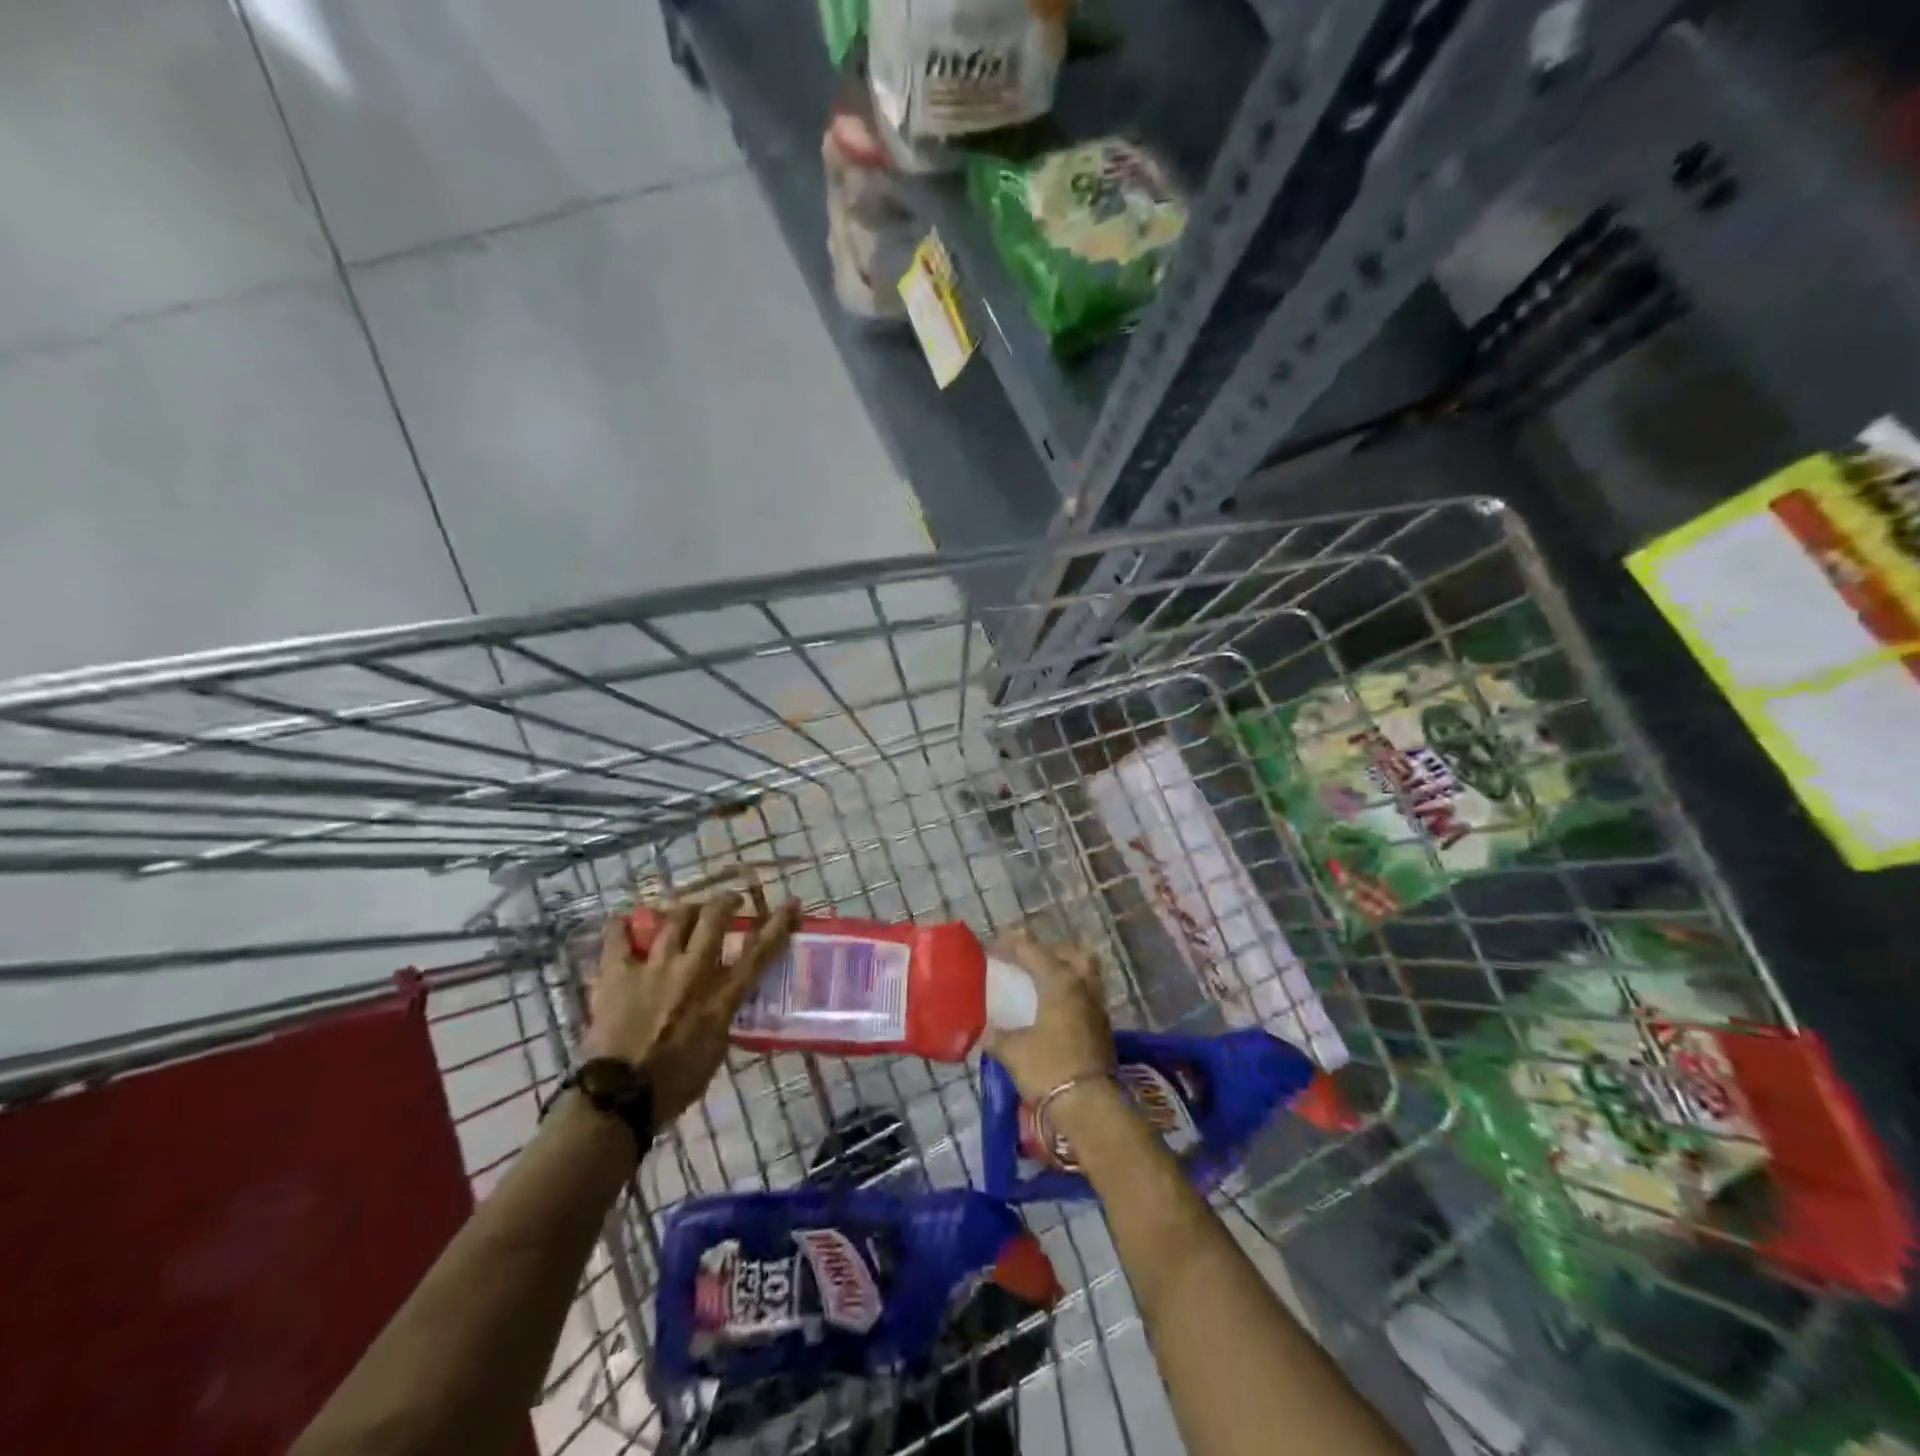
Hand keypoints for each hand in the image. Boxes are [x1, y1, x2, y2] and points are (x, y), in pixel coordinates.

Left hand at [582, 893, 798, 1123]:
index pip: (760, 951)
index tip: (792, 904)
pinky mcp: (618, 973)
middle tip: (730, 901)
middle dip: (726, 902)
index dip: (779, 924)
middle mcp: (693, 971)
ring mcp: (654, 967)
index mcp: (721, 996)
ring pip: (675, 918)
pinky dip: (620, 926)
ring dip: (685, 908)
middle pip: (714, 919)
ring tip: (687, 909)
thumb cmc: (674, 1085)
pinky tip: (622, 920)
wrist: (618, 1097)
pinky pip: (617, 938)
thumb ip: (722, 1018)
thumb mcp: (716, 1051)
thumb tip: (723, 1003)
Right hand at [980, 933, 1114, 1103]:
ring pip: (1085, 973)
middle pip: (1071, 953)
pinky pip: (1087, 996)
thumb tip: (984, 1030)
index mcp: (1059, 981)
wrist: (1089, 1107)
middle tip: (1027, 962)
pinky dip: (1072, 993)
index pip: (1033, 950)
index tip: (992, 948)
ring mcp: (1097, 1006)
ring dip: (1066, 971)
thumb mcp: (1013, 1051)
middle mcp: (1082, 985)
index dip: (1010, 945)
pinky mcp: (1103, 1028)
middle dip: (1050, 951)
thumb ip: (996, 1035)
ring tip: (1042, 984)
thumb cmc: (1048, 1068)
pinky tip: (1054, 1010)